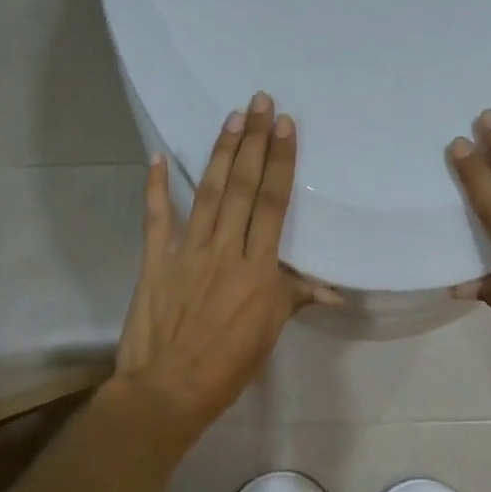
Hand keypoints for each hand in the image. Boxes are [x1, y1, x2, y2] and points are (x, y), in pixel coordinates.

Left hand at [113, 94, 326, 439]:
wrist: (168, 389)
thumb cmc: (228, 366)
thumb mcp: (270, 333)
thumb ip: (295, 298)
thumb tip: (334, 290)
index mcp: (259, 269)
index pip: (274, 204)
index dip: (281, 163)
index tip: (285, 127)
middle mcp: (225, 250)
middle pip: (243, 187)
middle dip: (254, 142)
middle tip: (259, 102)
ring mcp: (187, 252)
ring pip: (209, 193)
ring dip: (221, 154)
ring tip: (232, 118)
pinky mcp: (156, 261)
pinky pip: (156, 218)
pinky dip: (156, 188)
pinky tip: (158, 158)